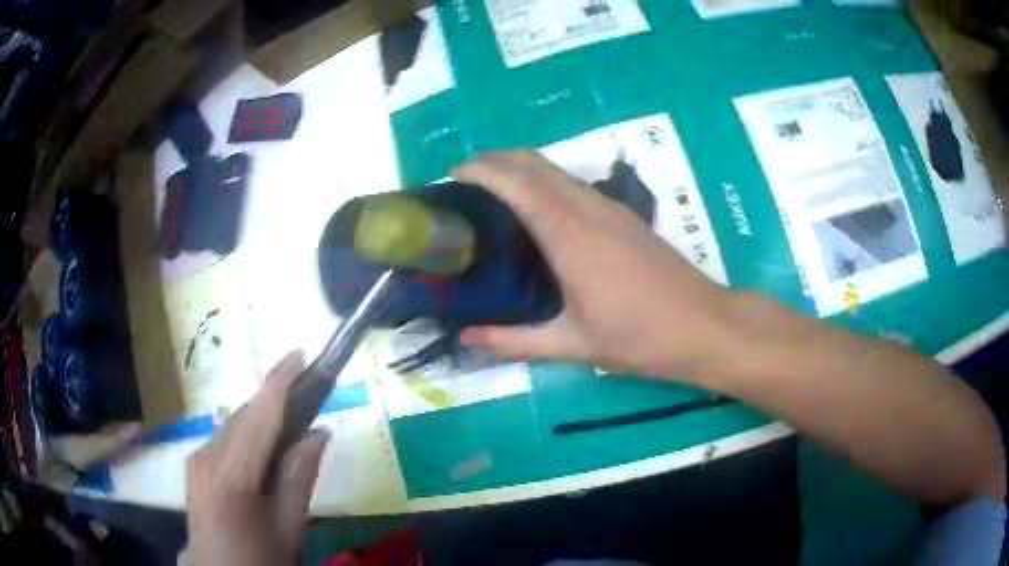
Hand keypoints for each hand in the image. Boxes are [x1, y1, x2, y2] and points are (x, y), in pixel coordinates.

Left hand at [186, 351, 329, 565]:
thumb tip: (320, 433)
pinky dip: (246, 431)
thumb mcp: (287, 527)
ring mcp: (197, 459)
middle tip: (306, 390)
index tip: (299, 353)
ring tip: (290, 416)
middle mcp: (208, 456)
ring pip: (232, 424)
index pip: (259, 417)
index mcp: (232, 475)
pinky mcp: (195, 464)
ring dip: (260, 414)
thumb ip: (300, 477)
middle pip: (244, 415)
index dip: (278, 382)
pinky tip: (263, 443)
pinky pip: (224, 437)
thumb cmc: (258, 557)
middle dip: (273, 398)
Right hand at [455, 150, 731, 380]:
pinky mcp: (624, 215)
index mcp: (570, 235)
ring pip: (557, 169)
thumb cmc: (639, 337)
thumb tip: (466, 339)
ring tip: (493, 190)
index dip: (482, 170)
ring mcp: (610, 208)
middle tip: (465, 179)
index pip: (517, 183)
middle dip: (496, 160)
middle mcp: (588, 209)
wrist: (703, 325)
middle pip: (535, 162)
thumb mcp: (572, 344)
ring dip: (521, 168)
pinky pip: (574, 184)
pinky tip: (537, 209)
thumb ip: (514, 341)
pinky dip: (545, 181)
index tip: (452, 174)